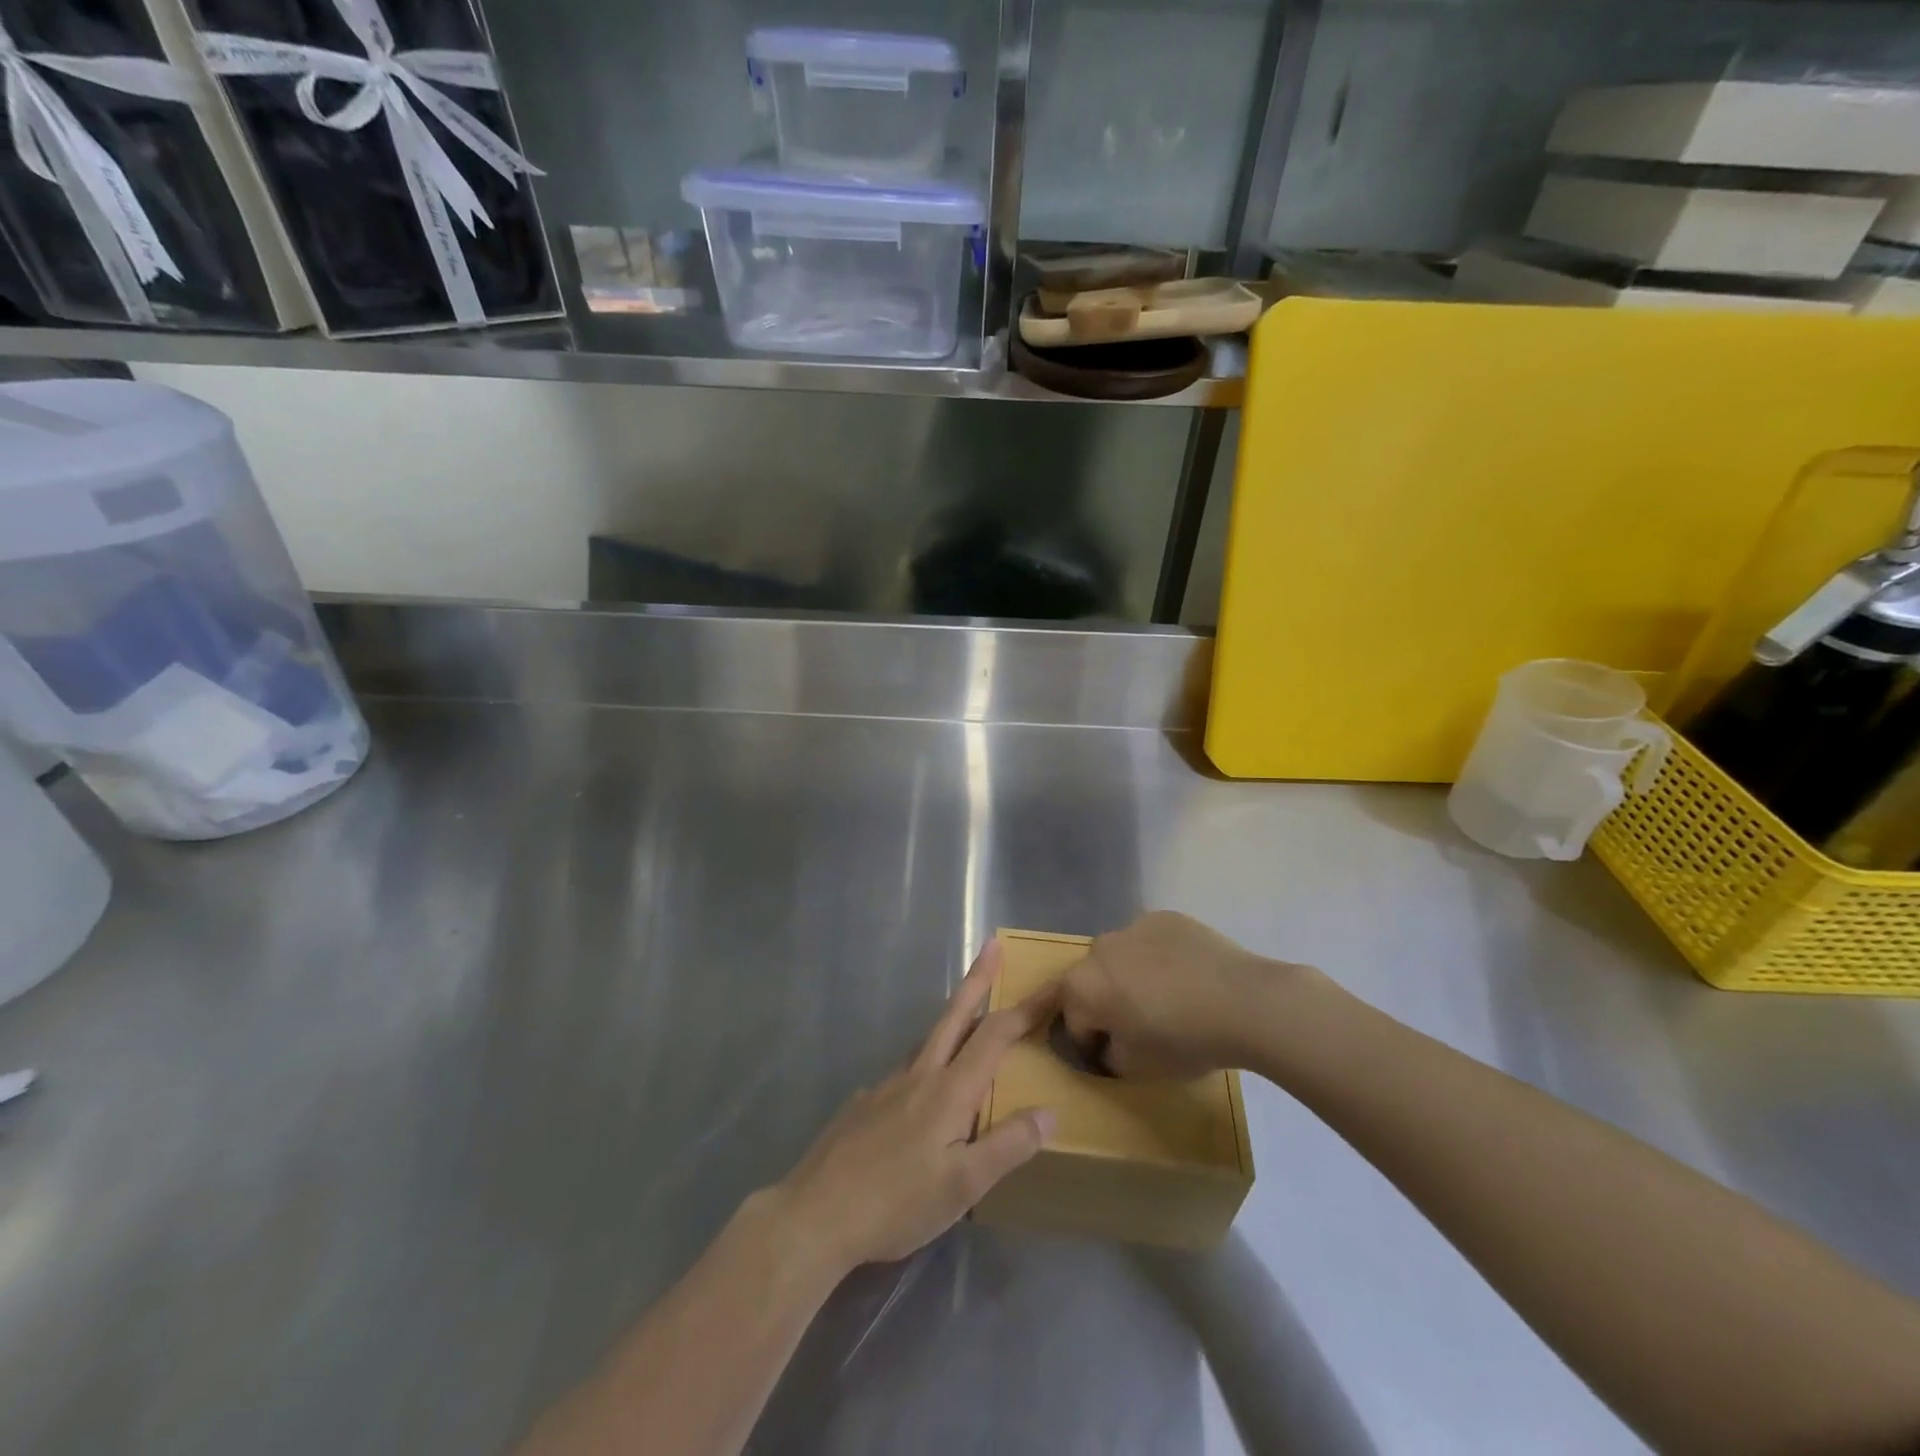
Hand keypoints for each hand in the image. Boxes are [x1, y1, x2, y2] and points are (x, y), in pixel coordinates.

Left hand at [773, 940, 1056, 1275]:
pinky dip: (924, 1066)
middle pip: (954, 1015)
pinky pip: (904, 1073)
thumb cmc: (897, 1202)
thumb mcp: (963, 1185)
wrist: (816, 1214)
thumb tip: (1049, 1112)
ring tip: (969, 1022)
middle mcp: (919, 1074)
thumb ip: (1008, 1146)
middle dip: (977, 978)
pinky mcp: (864, 1104)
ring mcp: (886, 1085)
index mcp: (949, 1090)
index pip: (995, 1034)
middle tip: (992, 945)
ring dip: (952, 1020)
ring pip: (927, 1041)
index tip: (1051, 985)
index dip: (1026, 1009)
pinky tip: (921, 1095)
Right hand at [1059, 911, 1311, 1079]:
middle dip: (1105, 1002)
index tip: (1112, 1056)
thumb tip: (1110, 1042)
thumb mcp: (1137, 1067)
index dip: (1089, 1043)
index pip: (1072, 1020)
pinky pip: (1151, 941)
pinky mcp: (1165, 918)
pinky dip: (1159, 958)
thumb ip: (1109, 1055)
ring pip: (1121, 957)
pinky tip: (1187, 976)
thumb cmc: (1183, 1040)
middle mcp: (1098, 949)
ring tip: (1167, 999)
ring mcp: (1132, 927)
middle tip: (1137, 1025)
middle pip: (1092, 981)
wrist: (1243, 1001)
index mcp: (1082, 986)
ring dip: (1130, 976)